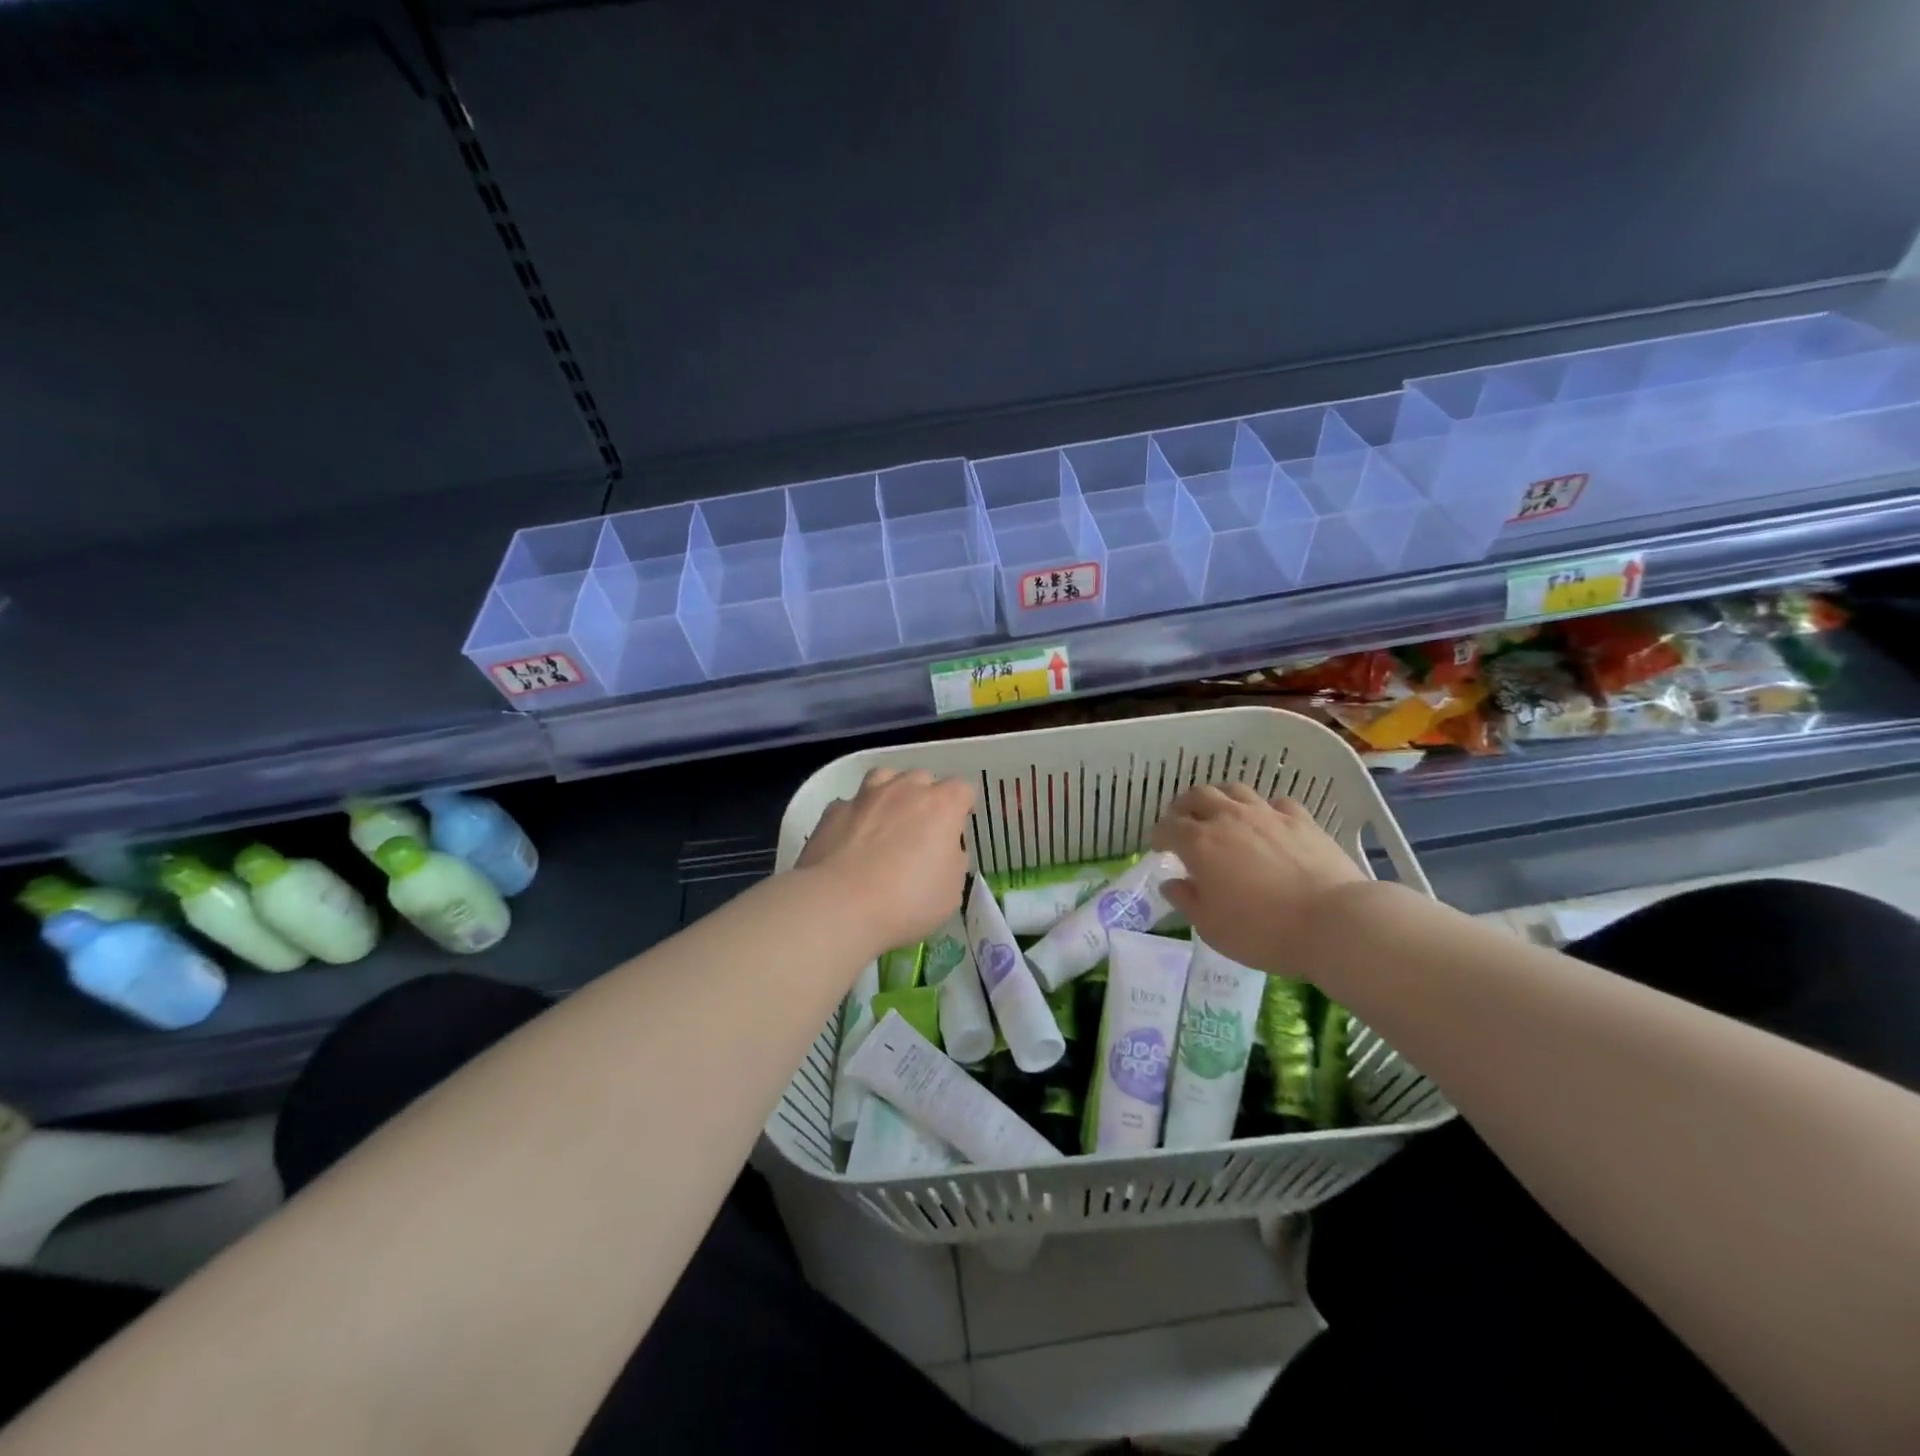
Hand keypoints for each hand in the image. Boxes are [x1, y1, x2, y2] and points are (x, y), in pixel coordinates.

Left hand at [796, 768, 973, 956]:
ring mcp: (865, 797)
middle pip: (922, 778)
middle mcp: (904, 790)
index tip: (958, 827)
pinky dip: (857, 815)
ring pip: (884, 777)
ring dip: (891, 793)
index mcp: (941, 806)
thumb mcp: (951, 891)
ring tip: (888, 820)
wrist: (839, 905)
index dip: (963, 806)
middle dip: (926, 797)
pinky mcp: (833, 811)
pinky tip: (853, 838)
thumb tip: (944, 850)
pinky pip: (851, 803)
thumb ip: (953, 861)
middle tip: (923, 829)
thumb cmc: (907, 901)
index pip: (962, 789)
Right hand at [1150, 783, 1368, 974]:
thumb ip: (1187, 901)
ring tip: (1219, 813)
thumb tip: (1172, 883)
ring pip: (1234, 790)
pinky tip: (1267, 823)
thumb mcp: (1212, 927)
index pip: (1168, 827)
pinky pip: (1275, 802)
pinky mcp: (1301, 819)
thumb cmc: (1263, 931)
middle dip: (1184, 806)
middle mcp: (1229, 819)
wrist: (1333, 922)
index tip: (1158, 847)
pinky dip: (1263, 809)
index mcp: (1200, 843)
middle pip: (1198, 796)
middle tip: (1182, 820)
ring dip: (1220, 798)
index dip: (1159, 835)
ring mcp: (1267, 814)